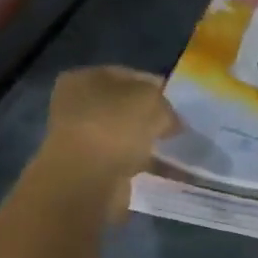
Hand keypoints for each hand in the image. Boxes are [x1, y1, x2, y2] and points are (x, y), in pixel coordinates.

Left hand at [39, 66, 178, 220]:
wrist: (87, 181)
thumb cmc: (114, 127)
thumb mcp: (150, 100)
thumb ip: (165, 104)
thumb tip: (172, 121)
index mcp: (84, 79)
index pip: (129, 76)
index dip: (156, 87)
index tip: (178, 103)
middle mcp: (78, 106)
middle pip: (126, 107)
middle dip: (153, 117)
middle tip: (179, 127)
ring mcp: (83, 140)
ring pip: (127, 136)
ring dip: (150, 142)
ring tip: (178, 150)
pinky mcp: (92, 169)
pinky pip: (128, 162)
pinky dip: (147, 166)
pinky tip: (170, 172)